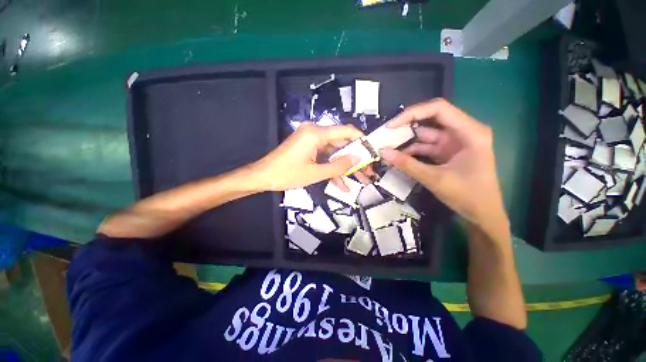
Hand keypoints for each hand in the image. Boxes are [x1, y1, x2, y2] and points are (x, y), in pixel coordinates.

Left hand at [251, 123, 362, 190]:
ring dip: (344, 166)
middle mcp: (315, 132)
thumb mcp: (315, 173)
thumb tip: (357, 159)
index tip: (372, 151)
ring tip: (359, 180)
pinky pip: (325, 156)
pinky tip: (341, 183)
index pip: (346, 131)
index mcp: (316, 133)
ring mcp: (311, 140)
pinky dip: (332, 168)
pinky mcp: (308, 148)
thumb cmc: (286, 174)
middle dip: (354, 158)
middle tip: (367, 171)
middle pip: (341, 143)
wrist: (263, 176)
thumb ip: (338, 166)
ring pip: (334, 152)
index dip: (361, 140)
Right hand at [380, 99, 508, 232]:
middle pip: (430, 120)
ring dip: (406, 142)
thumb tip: (382, 152)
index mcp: (469, 132)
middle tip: (385, 135)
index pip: (438, 109)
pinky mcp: (447, 153)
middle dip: (406, 127)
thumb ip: (407, 165)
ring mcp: (454, 143)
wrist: (483, 215)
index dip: (412, 113)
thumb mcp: (435, 179)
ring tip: (386, 147)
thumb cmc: (468, 195)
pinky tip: (397, 157)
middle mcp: (462, 132)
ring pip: (425, 135)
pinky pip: (426, 147)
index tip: (391, 126)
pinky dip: (411, 152)